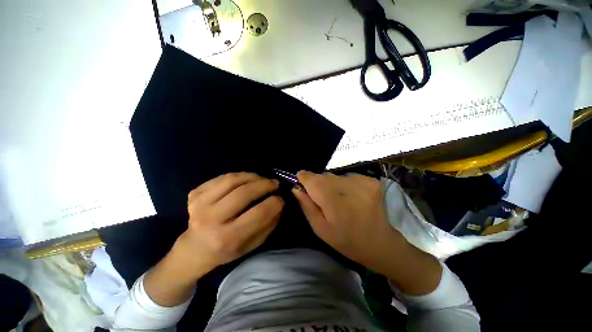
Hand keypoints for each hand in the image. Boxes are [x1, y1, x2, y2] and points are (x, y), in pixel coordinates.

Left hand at [145, 173, 282, 305]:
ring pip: (232, 180)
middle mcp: (211, 220)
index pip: (258, 213)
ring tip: (262, 179)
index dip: (274, 202)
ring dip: (252, 176)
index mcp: (227, 238)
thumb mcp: (252, 245)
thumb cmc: (227, 250)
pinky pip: (221, 178)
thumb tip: (279, 203)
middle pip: (244, 193)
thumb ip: (268, 224)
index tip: (281, 198)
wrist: (194, 249)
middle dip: (265, 185)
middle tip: (275, 183)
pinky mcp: (194, 194)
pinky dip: (238, 176)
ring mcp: (199, 205)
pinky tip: (246, 180)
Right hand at [293, 171, 440, 295]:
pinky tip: (351, 197)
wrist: (381, 244)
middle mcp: (348, 186)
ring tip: (339, 200)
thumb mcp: (320, 229)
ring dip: (332, 185)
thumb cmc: (346, 240)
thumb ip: (306, 206)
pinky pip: (348, 176)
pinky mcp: (371, 180)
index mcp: (333, 202)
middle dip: (318, 184)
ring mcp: (362, 181)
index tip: (301, 183)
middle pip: (323, 176)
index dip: (304, 178)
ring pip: (335, 176)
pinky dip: (345, 184)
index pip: (312, 178)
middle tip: (323, 199)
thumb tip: (296, 188)